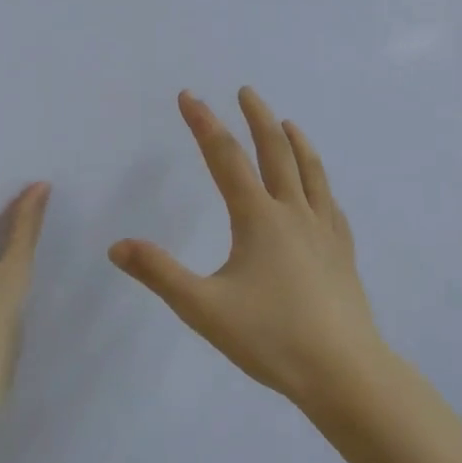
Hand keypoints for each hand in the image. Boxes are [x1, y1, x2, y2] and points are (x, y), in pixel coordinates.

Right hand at [109, 88, 387, 406]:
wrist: (343, 370)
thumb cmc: (271, 337)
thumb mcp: (204, 308)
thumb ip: (160, 274)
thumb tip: (118, 246)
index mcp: (258, 218)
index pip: (226, 158)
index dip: (204, 123)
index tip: (190, 96)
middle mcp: (294, 212)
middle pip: (276, 151)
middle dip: (258, 117)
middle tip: (247, 92)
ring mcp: (325, 230)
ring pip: (311, 171)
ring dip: (296, 141)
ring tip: (288, 122)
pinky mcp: (343, 251)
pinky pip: (331, 204)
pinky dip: (321, 183)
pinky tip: (320, 190)